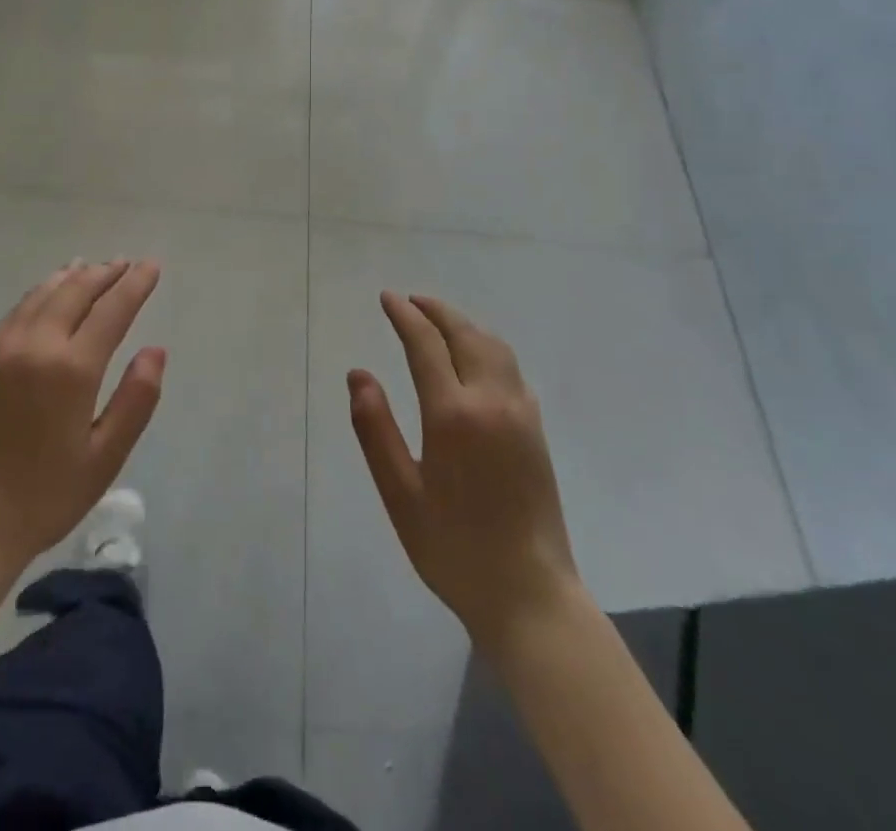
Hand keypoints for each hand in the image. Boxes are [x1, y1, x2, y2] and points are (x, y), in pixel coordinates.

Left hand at [0, 260, 165, 579]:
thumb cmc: (45, 496)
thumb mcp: (105, 456)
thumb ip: (136, 399)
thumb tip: (156, 350)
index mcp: (71, 368)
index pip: (111, 310)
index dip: (135, 284)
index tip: (152, 265)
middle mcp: (35, 345)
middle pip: (75, 292)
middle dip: (104, 274)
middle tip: (125, 262)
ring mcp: (1, 348)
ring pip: (42, 295)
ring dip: (71, 278)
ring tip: (89, 267)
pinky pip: (16, 311)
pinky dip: (40, 293)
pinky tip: (46, 294)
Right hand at [348, 292, 580, 647]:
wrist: (530, 596)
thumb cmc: (453, 548)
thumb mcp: (400, 493)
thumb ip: (375, 429)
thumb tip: (358, 374)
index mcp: (453, 415)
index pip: (426, 344)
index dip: (404, 316)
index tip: (387, 298)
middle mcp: (492, 402)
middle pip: (466, 335)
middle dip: (436, 311)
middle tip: (410, 301)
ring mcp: (521, 415)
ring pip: (494, 347)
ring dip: (464, 325)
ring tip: (438, 321)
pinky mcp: (536, 431)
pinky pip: (511, 369)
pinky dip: (487, 347)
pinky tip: (474, 360)